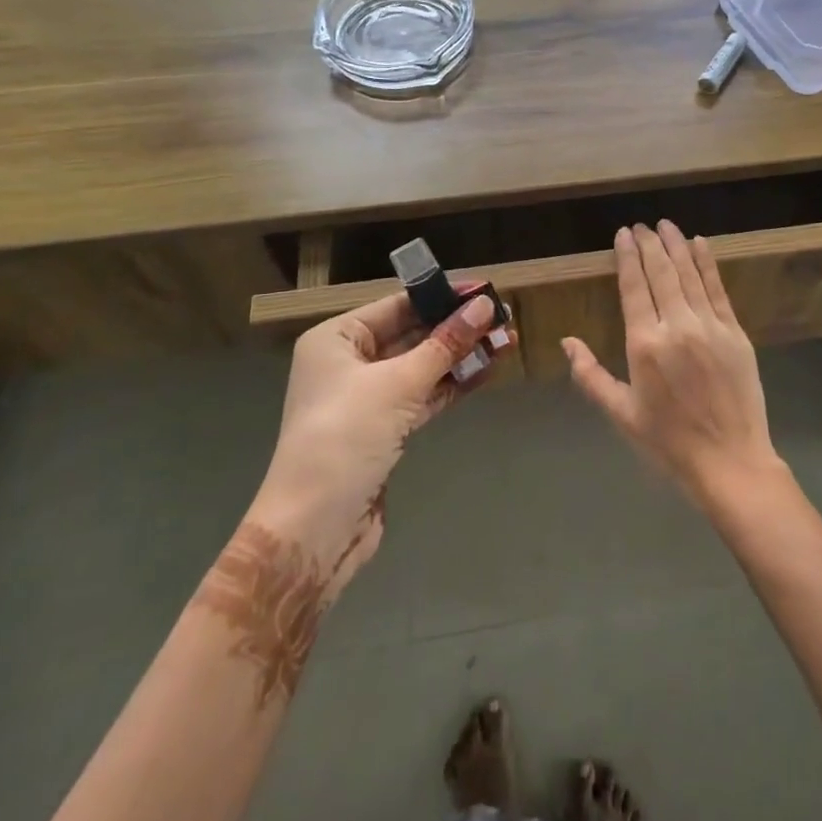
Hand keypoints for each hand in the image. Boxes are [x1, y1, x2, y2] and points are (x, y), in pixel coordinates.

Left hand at [253, 290, 509, 592]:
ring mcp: (367, 399)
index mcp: (337, 340)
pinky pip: (424, 396)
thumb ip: (445, 344)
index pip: (398, 306)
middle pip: (413, 335)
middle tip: (504, 316)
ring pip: (423, 366)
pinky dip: (453, 384)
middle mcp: (349, 363)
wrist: (314, 530)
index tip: (486, 290)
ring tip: (507, 341)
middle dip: (458, 327)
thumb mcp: (398, 384)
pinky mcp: (385, 430)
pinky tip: (487, 372)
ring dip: (462, 356)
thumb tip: (484, 306)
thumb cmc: (346, 439)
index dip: (442, 297)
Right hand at [563, 222, 785, 509]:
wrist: (730, 461)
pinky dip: (707, 263)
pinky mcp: (735, 332)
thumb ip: (591, 375)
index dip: (628, 257)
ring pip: (689, 274)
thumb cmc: (669, 442)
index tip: (623, 234)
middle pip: (661, 273)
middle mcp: (677, 326)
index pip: (634, 287)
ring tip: (666, 225)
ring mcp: (710, 326)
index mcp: (645, 344)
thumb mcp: (622, 413)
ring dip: (677, 245)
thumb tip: (567, 343)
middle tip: (642, 225)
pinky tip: (700, 244)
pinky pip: (718, 289)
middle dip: (650, 244)